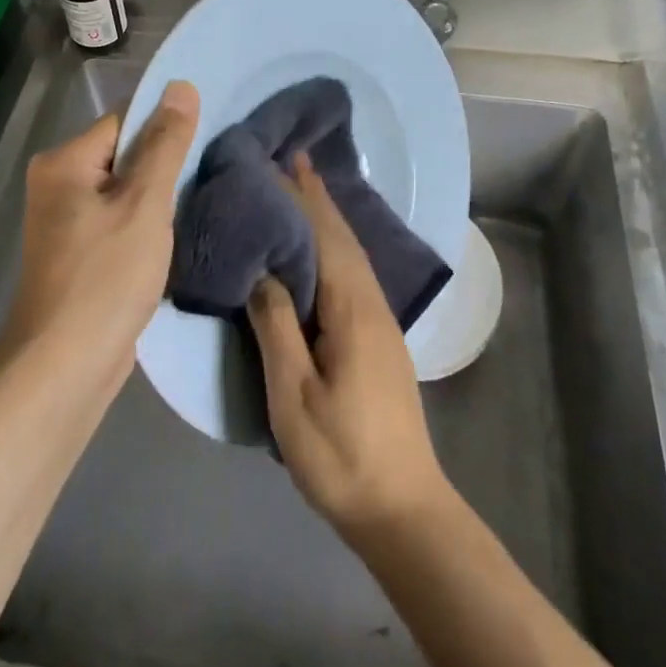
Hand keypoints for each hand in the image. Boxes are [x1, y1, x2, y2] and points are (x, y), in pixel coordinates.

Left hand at [3, 81, 198, 384]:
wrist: (66, 366)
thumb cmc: (106, 277)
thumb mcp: (145, 204)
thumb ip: (165, 144)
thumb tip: (181, 85)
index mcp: (64, 162)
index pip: (125, 121)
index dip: (167, 128)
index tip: (208, 140)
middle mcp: (57, 183)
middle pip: (125, 155)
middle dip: (165, 166)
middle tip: (211, 173)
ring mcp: (65, 221)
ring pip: (125, 191)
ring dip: (159, 198)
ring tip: (201, 202)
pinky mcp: (79, 253)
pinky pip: (119, 221)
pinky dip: (145, 225)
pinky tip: (176, 236)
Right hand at [247, 155, 450, 541]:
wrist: (402, 507)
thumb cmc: (341, 454)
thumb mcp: (294, 394)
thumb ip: (276, 326)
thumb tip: (262, 270)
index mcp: (352, 309)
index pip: (324, 236)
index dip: (301, 198)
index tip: (279, 161)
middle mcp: (372, 303)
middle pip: (343, 237)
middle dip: (317, 197)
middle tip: (290, 159)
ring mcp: (380, 321)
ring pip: (351, 254)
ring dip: (327, 217)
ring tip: (302, 190)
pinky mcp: (378, 339)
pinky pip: (353, 273)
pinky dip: (334, 246)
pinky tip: (322, 250)